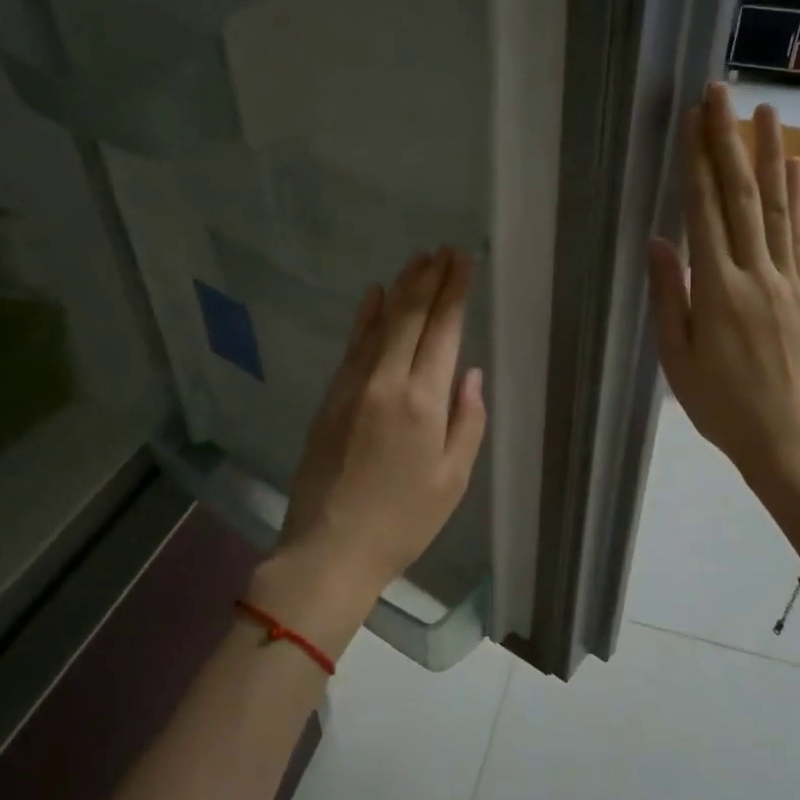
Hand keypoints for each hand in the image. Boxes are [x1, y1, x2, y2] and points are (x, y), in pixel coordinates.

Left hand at [267, 249, 487, 622]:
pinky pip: (352, 346)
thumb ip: (467, 420)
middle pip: (410, 317)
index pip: (442, 331)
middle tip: (443, 251)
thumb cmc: (403, 521)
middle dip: (429, 279)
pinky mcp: (330, 398)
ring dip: (400, 289)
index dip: (454, 292)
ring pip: (380, 324)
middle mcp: (386, 382)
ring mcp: (352, 386)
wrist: (330, 548)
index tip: (462, 261)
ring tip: (417, 261)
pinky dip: (366, 317)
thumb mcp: (453, 479)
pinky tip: (375, 296)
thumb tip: (470, 373)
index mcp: (422, 402)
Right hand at [647, 83, 799, 520]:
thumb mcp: (677, 359)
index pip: (705, 213)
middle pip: (743, 196)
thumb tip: (659, 241)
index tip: (692, 120)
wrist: (790, 440)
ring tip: (766, 110)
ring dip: (770, 154)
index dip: (697, 163)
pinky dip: (798, 197)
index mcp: (717, 292)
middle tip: (722, 92)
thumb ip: (669, 297)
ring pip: (778, 207)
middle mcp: (756, 274)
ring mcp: (788, 280)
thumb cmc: (722, 406)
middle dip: (729, 141)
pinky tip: (795, 167)